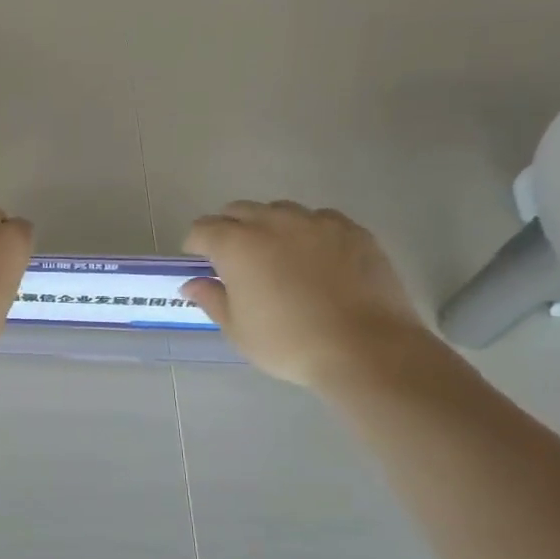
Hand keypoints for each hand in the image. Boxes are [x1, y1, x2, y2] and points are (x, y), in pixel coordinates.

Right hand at [182, 201, 433, 387]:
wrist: (365, 348)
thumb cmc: (288, 343)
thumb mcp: (238, 330)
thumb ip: (212, 299)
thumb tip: (193, 283)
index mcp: (237, 245)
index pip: (202, 229)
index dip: (195, 244)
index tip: (199, 261)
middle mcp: (273, 222)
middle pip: (239, 210)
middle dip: (229, 228)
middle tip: (233, 258)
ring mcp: (316, 222)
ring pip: (280, 211)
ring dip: (268, 226)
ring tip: (276, 255)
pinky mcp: (352, 230)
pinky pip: (319, 220)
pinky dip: (308, 232)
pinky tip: (315, 258)